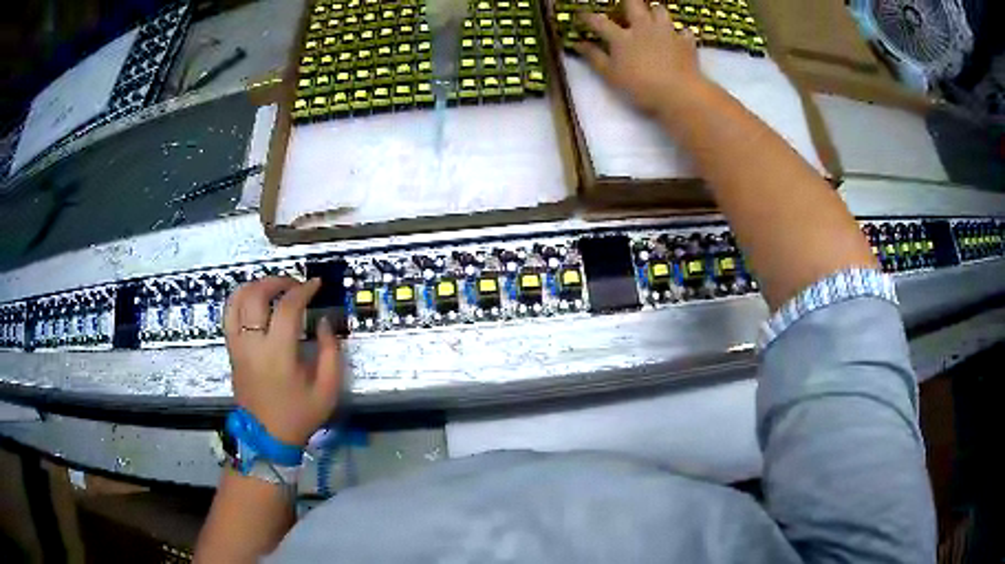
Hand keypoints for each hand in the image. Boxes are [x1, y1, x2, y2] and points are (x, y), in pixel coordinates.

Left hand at [224, 277, 341, 446]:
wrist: (268, 437)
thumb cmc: (299, 414)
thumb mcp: (327, 389)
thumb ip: (331, 352)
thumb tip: (323, 322)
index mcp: (279, 355)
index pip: (287, 308)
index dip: (303, 290)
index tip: (315, 285)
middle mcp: (253, 345)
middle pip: (256, 296)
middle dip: (277, 281)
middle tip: (294, 284)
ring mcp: (238, 346)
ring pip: (237, 301)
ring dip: (255, 286)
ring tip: (273, 287)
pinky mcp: (231, 351)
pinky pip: (229, 315)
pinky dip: (240, 299)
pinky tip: (254, 300)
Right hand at [575, 0, 703, 114]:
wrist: (680, 94)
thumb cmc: (640, 87)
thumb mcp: (611, 76)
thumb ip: (594, 58)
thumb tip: (578, 44)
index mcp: (621, 37)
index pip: (599, 21)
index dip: (588, 17)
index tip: (581, 15)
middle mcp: (643, 28)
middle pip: (633, 4)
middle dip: (627, 2)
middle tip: (625, 7)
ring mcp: (667, 32)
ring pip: (659, 10)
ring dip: (654, 12)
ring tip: (652, 19)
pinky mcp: (686, 42)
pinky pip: (683, 31)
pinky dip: (680, 33)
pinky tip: (678, 38)